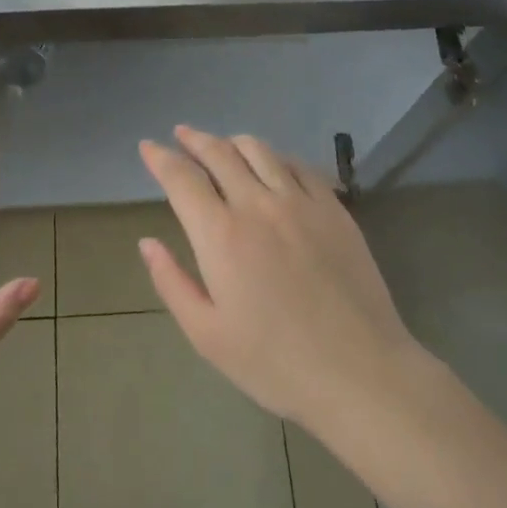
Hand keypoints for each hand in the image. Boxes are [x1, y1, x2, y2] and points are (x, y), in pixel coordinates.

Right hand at [138, 127, 427, 435]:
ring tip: (222, 145)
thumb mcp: (207, 335)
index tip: (148, 147)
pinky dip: (275, 156)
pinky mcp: (333, 208)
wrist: (359, 373)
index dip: (160, 158)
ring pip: (259, 150)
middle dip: (194, 139)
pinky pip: (298, 165)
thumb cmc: (275, 363)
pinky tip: (272, 164)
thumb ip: (171, 282)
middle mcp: (257, 204)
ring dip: (232, 141)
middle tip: (181, 135)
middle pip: (219, 153)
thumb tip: (147, 242)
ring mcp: (300, 201)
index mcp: (221, 234)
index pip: (182, 178)